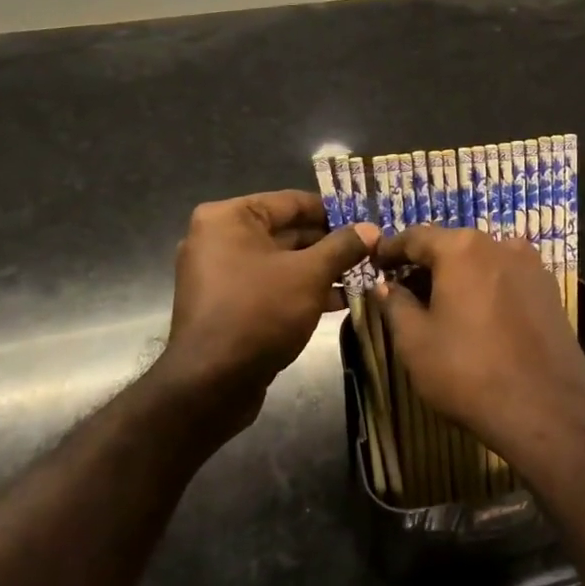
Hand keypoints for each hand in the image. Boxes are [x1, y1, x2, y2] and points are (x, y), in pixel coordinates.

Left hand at [159, 190, 377, 440]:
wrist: (211, 384)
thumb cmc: (259, 312)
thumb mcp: (309, 274)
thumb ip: (342, 247)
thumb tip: (372, 229)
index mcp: (229, 218)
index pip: (291, 201)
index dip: (333, 210)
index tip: (367, 219)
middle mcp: (219, 238)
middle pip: (287, 231)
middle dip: (330, 243)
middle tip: (371, 249)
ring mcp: (221, 274)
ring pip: (282, 262)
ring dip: (322, 269)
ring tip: (365, 274)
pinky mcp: (229, 305)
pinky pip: (272, 286)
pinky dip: (303, 289)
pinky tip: (342, 299)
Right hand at [373, 227, 584, 479]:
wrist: (546, 411)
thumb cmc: (468, 372)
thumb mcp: (415, 341)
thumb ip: (395, 304)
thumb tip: (385, 286)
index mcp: (462, 249)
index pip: (416, 237)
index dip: (391, 249)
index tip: (375, 262)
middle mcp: (500, 245)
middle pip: (453, 246)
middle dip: (427, 264)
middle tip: (404, 288)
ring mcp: (532, 267)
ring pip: (483, 261)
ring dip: (459, 275)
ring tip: (442, 303)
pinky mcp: (550, 292)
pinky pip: (508, 279)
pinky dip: (487, 288)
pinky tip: (479, 316)